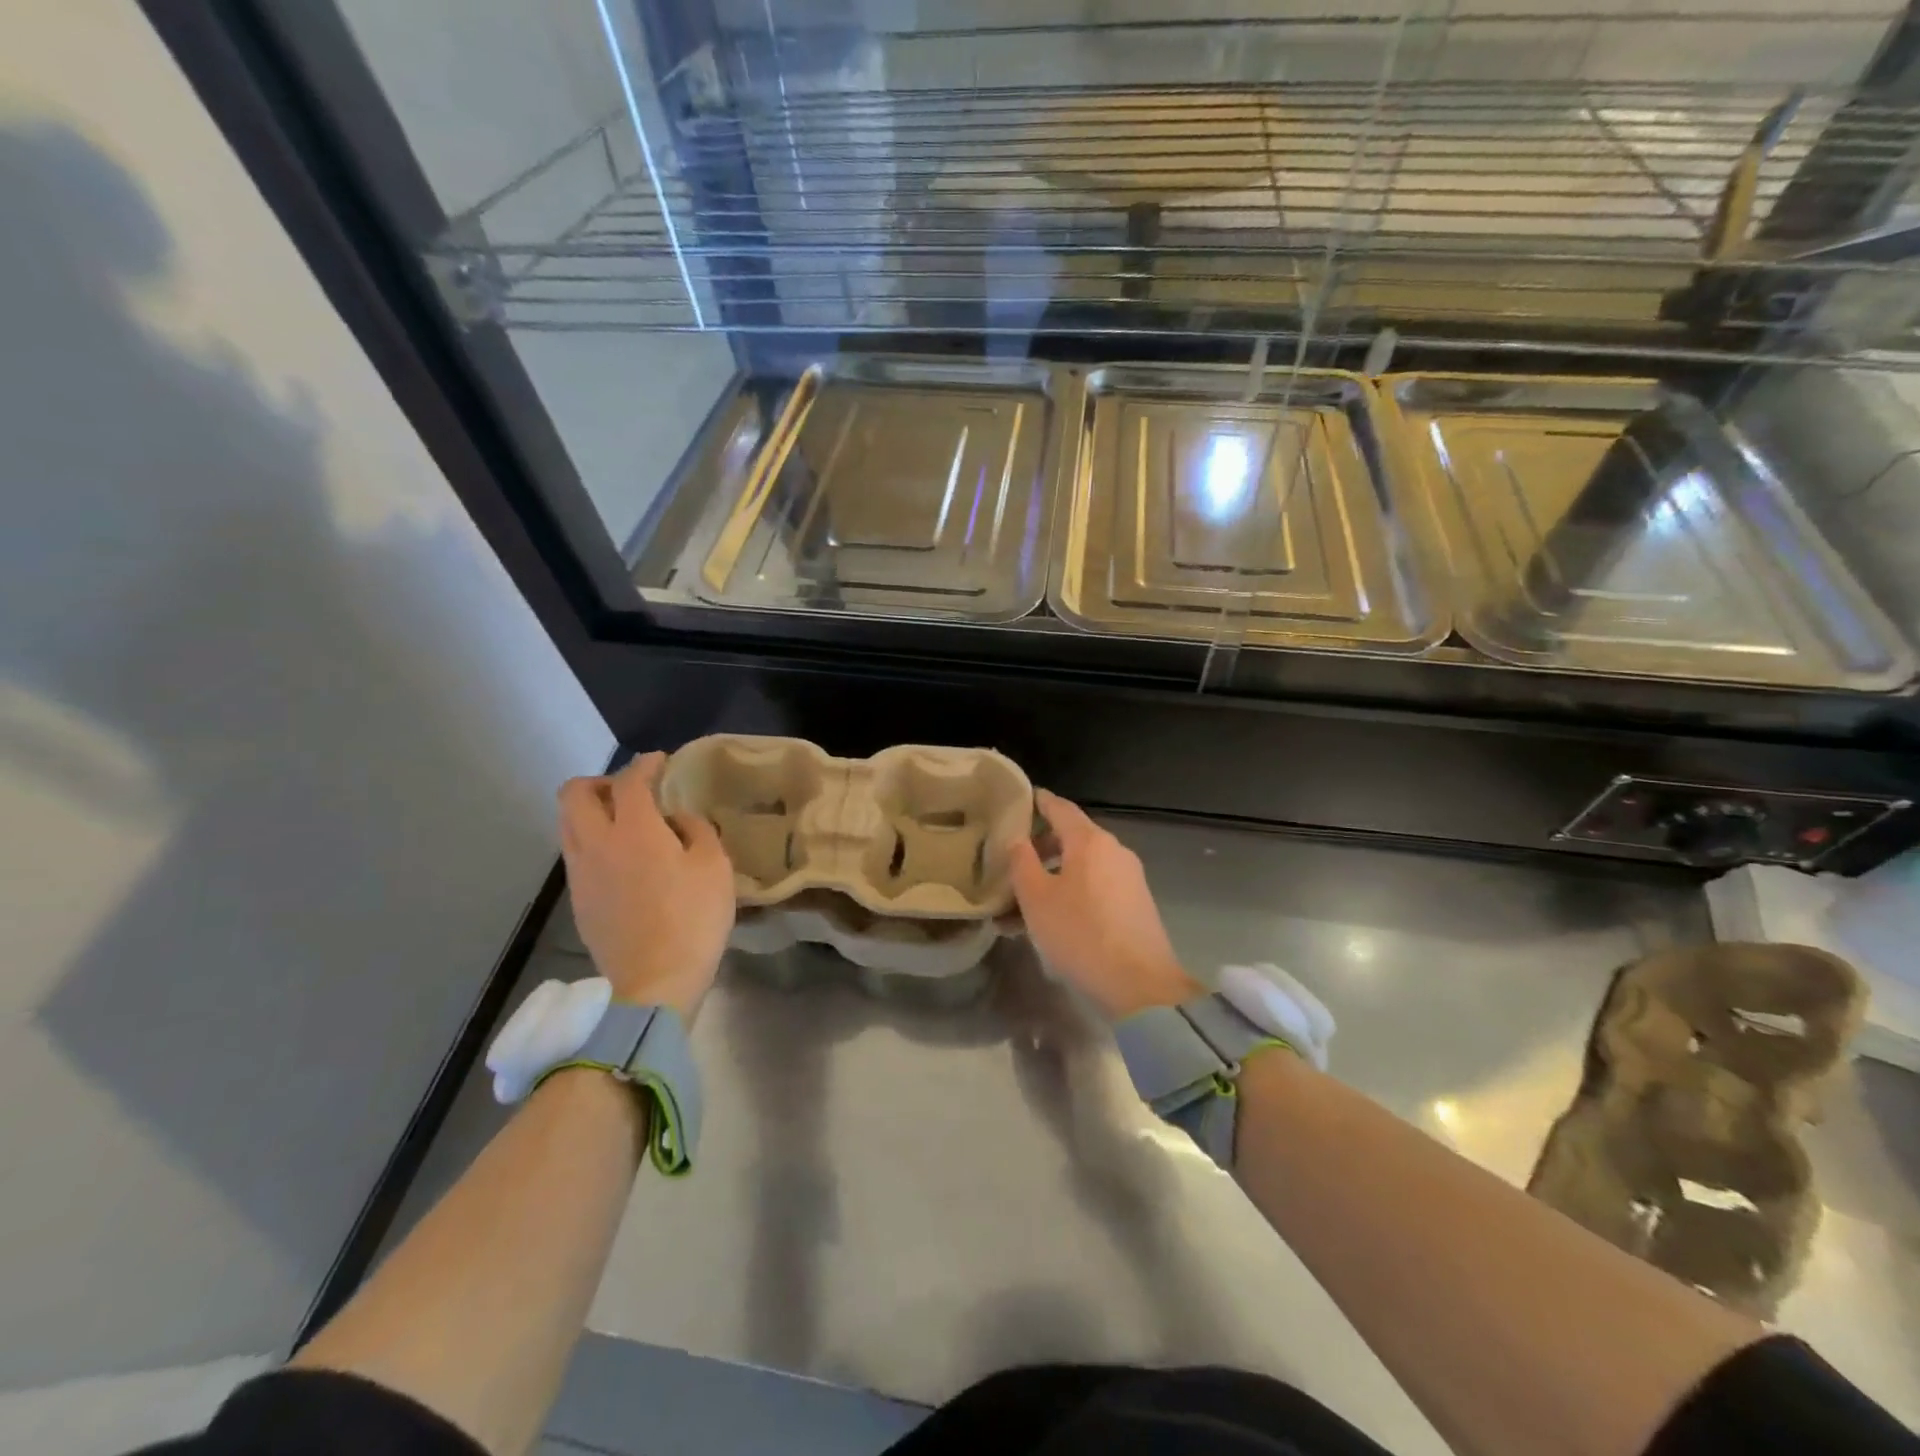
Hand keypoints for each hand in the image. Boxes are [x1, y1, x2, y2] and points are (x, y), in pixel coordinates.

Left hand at [557, 752, 734, 1017]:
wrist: (654, 982)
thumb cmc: (693, 918)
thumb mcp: (714, 866)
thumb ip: (696, 830)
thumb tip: (676, 820)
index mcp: (633, 830)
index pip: (629, 782)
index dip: (644, 765)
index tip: (659, 762)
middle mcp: (596, 844)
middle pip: (574, 794)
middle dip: (599, 781)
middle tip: (629, 790)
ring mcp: (580, 874)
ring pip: (567, 824)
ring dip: (590, 812)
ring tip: (623, 822)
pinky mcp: (578, 901)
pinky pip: (575, 854)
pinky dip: (592, 841)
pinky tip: (621, 859)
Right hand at [1008, 789, 1200, 1019]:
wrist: (1140, 985)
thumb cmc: (1080, 934)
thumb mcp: (1036, 899)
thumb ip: (1022, 863)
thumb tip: (1017, 840)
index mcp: (1090, 841)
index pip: (1060, 808)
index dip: (1039, 802)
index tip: (1021, 799)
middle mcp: (1114, 851)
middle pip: (1072, 838)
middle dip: (1041, 849)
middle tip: (1013, 865)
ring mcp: (1129, 878)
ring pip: (1082, 868)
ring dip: (1053, 879)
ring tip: (1023, 905)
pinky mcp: (1136, 905)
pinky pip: (1096, 889)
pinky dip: (1072, 895)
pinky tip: (1052, 923)